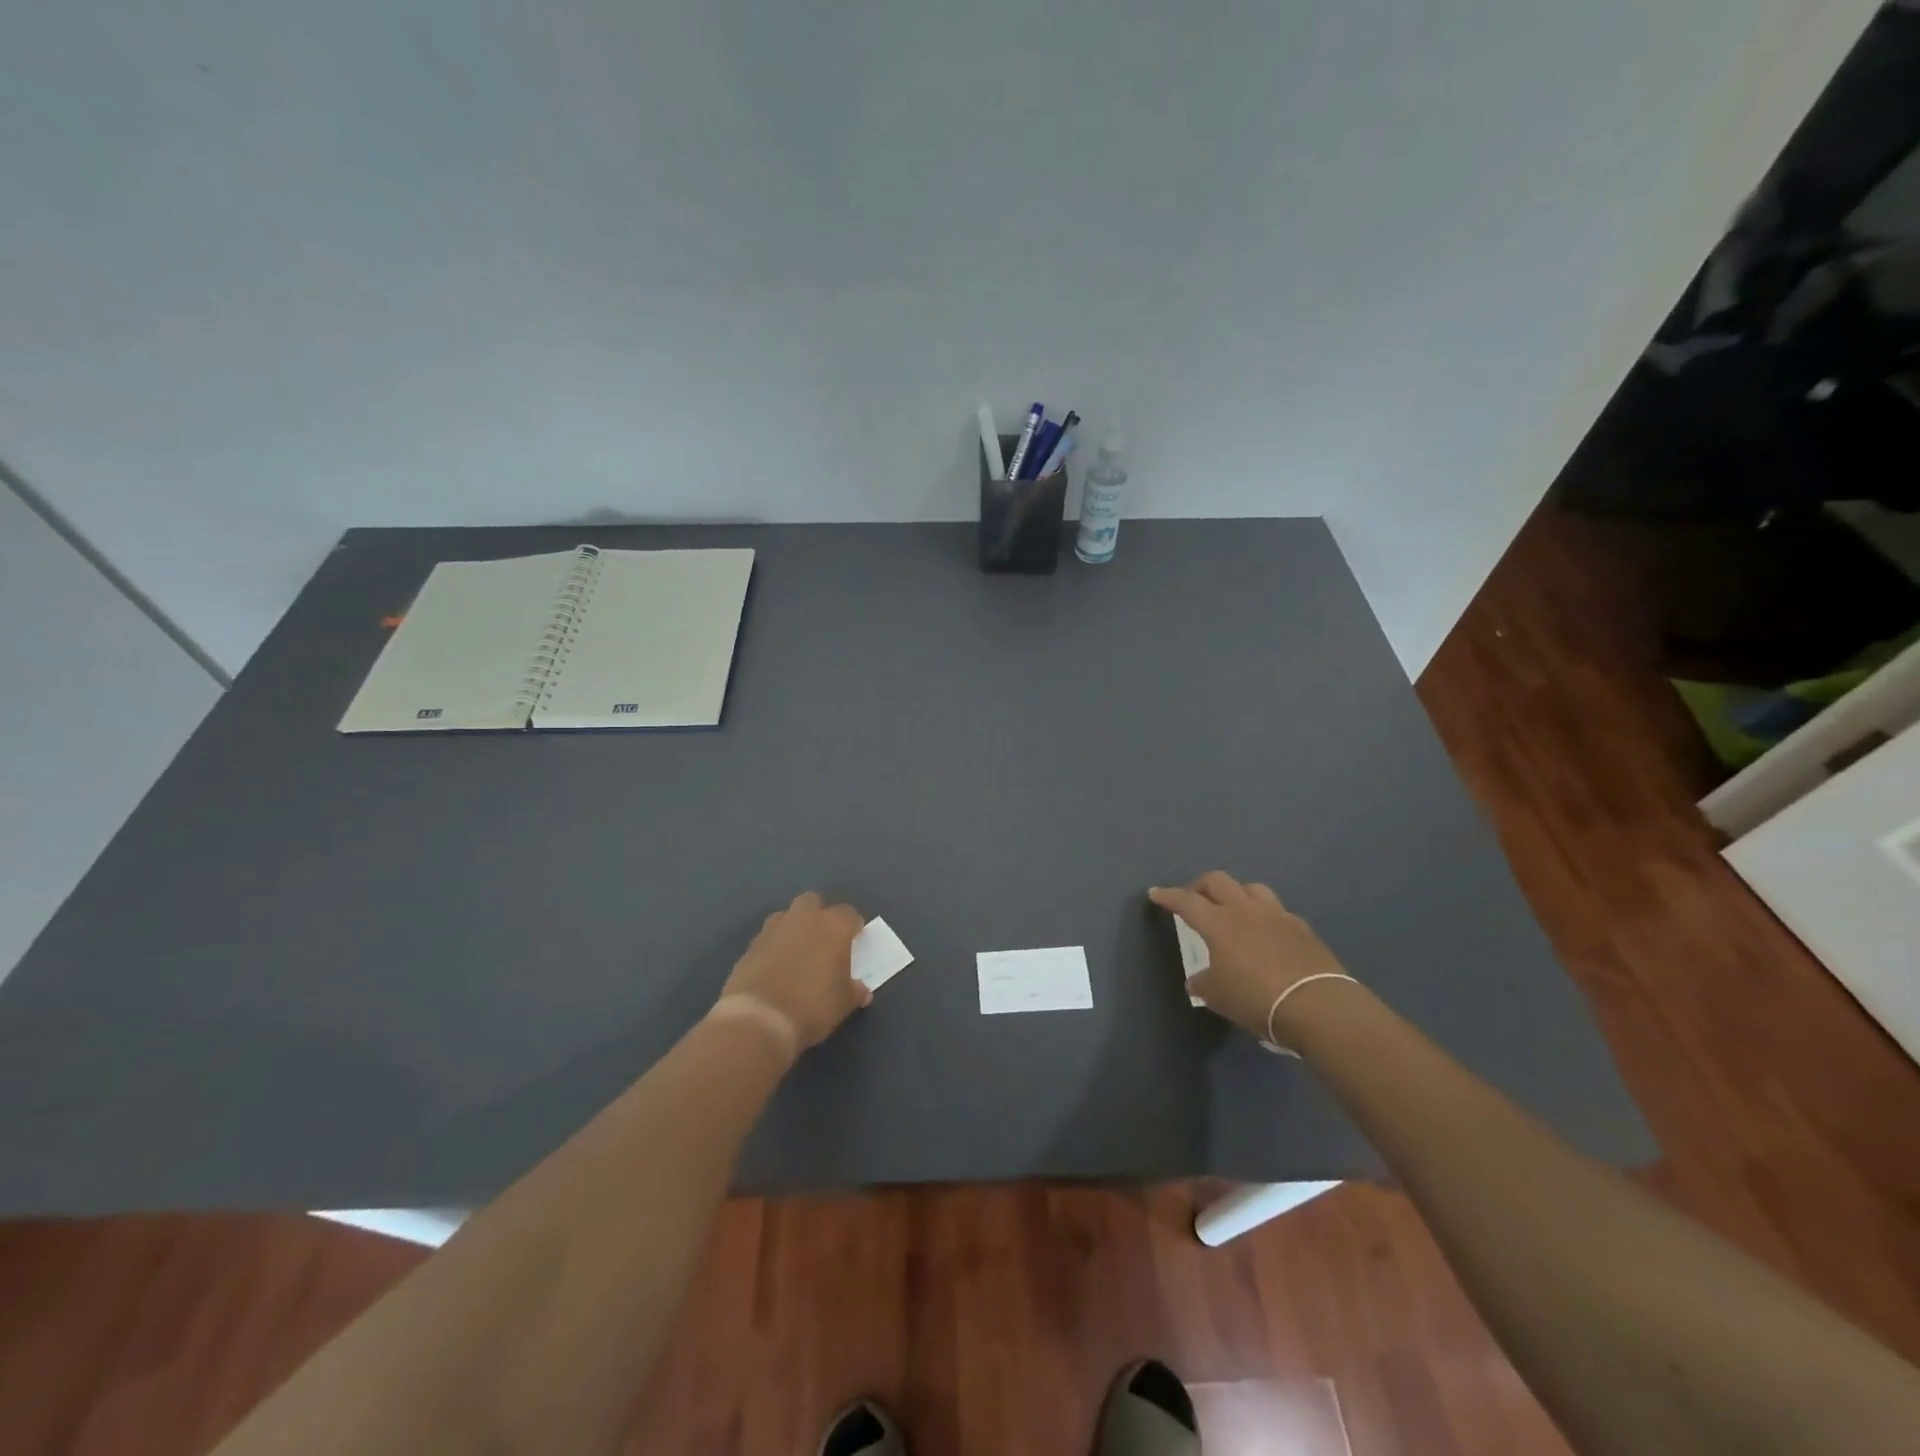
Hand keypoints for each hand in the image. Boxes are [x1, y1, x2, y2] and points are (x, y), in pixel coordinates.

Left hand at [720, 892, 869, 1053]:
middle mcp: (804, 918)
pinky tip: (775, 968)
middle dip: (819, 916)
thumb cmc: (812, 1006)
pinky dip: (773, 947)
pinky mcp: (750, 945)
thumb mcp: (844, 1003)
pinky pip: (767, 937)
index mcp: (833, 926)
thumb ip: (855, 991)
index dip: (853, 927)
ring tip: (797, 954)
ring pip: (786, 916)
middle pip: (813, 902)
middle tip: (823, 942)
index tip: (854, 942)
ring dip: (793, 928)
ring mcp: (773, 929)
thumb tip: (862, 991)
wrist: (759, 1019)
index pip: (849, 914)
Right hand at [1149, 872, 1358, 1042]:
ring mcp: (1277, 915)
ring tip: (1233, 910)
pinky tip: (1267, 932)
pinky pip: (1278, 911)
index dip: (1168, 896)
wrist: (1317, 1006)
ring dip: (1237, 893)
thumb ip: (1203, 983)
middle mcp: (1245, 910)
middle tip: (1195, 899)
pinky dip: (1265, 916)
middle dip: (1201, 886)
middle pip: (1218, 881)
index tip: (1156, 894)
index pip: (1186, 901)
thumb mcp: (1218, 997)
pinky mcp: (1302, 928)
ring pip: (1251, 888)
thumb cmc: (1256, 999)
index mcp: (1218, 923)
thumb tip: (1197, 980)